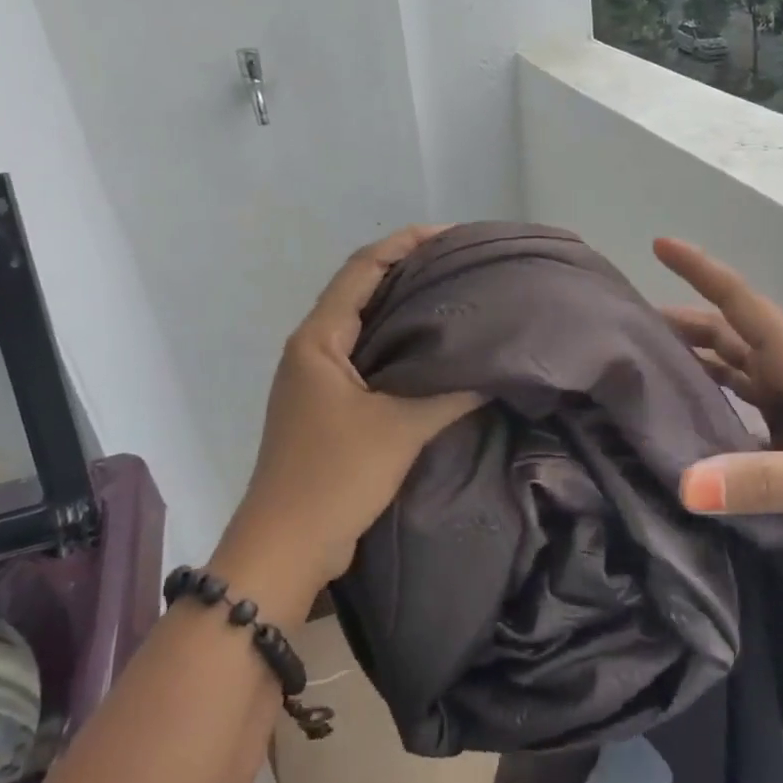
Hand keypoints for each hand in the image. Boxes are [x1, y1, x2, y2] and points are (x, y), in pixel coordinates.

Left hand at [215, 228, 479, 610]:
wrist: (286, 548)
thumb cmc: (334, 477)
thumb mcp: (398, 429)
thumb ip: (449, 393)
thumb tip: (496, 369)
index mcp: (318, 340)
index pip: (362, 269)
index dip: (404, 244)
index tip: (449, 234)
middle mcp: (312, 350)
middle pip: (362, 293)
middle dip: (409, 273)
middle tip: (462, 268)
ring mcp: (316, 381)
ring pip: (365, 329)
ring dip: (404, 313)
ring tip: (455, 303)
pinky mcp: (327, 409)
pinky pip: (367, 363)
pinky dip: (398, 351)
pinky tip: (434, 358)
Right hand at [656, 237, 782, 582]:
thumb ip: (760, 481)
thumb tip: (685, 486)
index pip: (743, 305)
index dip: (702, 271)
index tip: (661, 244)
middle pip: (729, 337)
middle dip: (683, 323)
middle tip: (630, 327)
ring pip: (734, 376)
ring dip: (695, 365)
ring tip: (646, 370)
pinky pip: (742, 419)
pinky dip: (712, 416)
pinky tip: (684, 433)